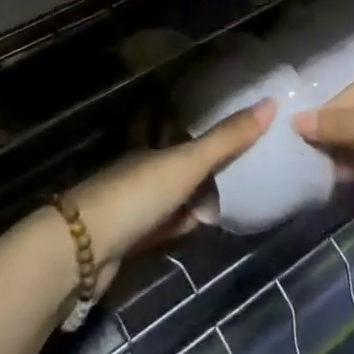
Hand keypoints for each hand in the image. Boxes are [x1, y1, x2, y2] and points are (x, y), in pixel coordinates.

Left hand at [69, 100, 274, 292]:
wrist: (82, 251)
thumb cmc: (137, 195)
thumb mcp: (187, 163)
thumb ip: (227, 138)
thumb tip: (271, 101)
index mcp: (151, 147)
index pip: (182, 130)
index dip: (206, 127)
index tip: (237, 126)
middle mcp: (141, 170)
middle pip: (178, 164)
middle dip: (204, 165)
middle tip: (243, 163)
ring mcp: (133, 207)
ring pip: (172, 196)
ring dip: (194, 197)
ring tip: (232, 195)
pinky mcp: (129, 241)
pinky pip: (164, 226)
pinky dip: (181, 226)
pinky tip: (199, 228)